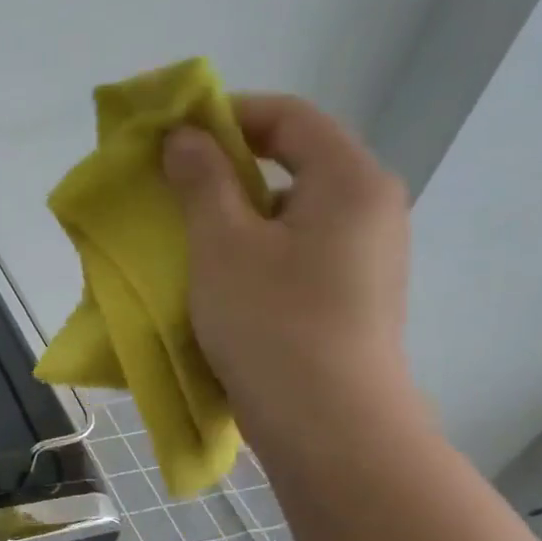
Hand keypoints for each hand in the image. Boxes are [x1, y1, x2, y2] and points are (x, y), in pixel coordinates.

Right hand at [163, 94, 415, 455]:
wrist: (330, 427)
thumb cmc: (271, 323)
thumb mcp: (222, 245)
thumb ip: (202, 180)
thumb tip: (185, 136)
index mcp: (349, 181)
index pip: (290, 116)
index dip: (228, 113)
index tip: (173, 132)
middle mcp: (370, 208)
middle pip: (295, 160)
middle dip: (227, 165)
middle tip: (171, 184)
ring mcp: (366, 255)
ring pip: (292, 210)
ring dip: (236, 211)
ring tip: (187, 234)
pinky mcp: (352, 295)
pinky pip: (297, 249)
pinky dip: (254, 247)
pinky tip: (218, 277)